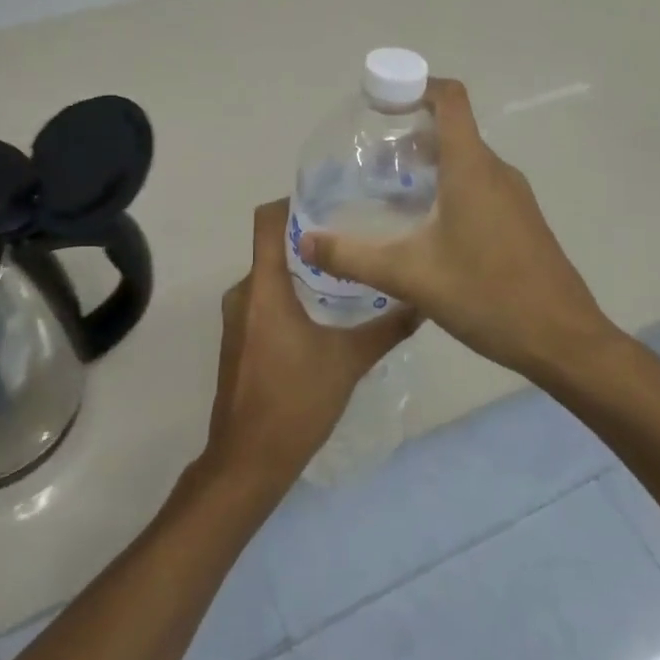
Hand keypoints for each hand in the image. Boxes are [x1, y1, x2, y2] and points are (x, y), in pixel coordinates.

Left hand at [202, 200, 418, 494]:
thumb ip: (386, 329)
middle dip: (310, 238)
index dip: (293, 202)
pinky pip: (264, 299)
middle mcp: (243, 293)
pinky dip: (291, 294)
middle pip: (273, 246)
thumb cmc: (295, 402)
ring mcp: (237, 317)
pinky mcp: (240, 338)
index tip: (331, 199)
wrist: (248, 460)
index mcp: (263, 287)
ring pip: (270, 276)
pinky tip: (325, 309)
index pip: (267, 221)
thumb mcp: (348, 362)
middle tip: (354, 234)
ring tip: (346, 269)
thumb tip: (422, 303)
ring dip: (302, 269)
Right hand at [297, 78, 620, 381]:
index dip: (415, 86)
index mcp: (472, 168)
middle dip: (408, 133)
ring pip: (465, 160)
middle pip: (451, 129)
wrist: (564, 341)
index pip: (449, 99)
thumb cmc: (487, 295)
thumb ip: (353, 257)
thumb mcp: (409, 276)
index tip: (380, 101)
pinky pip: (479, 185)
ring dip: (427, 163)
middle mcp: (496, 171)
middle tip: (369, 159)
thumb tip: (306, 243)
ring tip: (388, 191)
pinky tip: (425, 227)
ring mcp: (513, 196)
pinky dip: (448, 187)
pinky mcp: (520, 220)